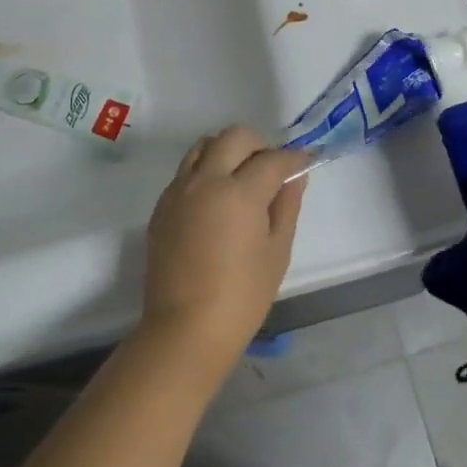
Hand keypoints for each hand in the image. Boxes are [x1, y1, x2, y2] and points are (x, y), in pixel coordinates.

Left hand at [138, 126, 308, 382]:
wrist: (184, 329)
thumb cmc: (242, 297)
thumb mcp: (276, 252)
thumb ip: (286, 206)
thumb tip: (294, 176)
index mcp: (238, 192)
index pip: (272, 159)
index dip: (293, 158)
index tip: (304, 162)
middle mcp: (205, 180)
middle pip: (234, 137)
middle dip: (259, 145)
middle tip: (272, 169)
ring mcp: (178, 190)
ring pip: (203, 146)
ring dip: (227, 151)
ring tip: (241, 178)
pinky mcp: (162, 205)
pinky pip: (186, 170)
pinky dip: (205, 170)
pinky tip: (216, 200)